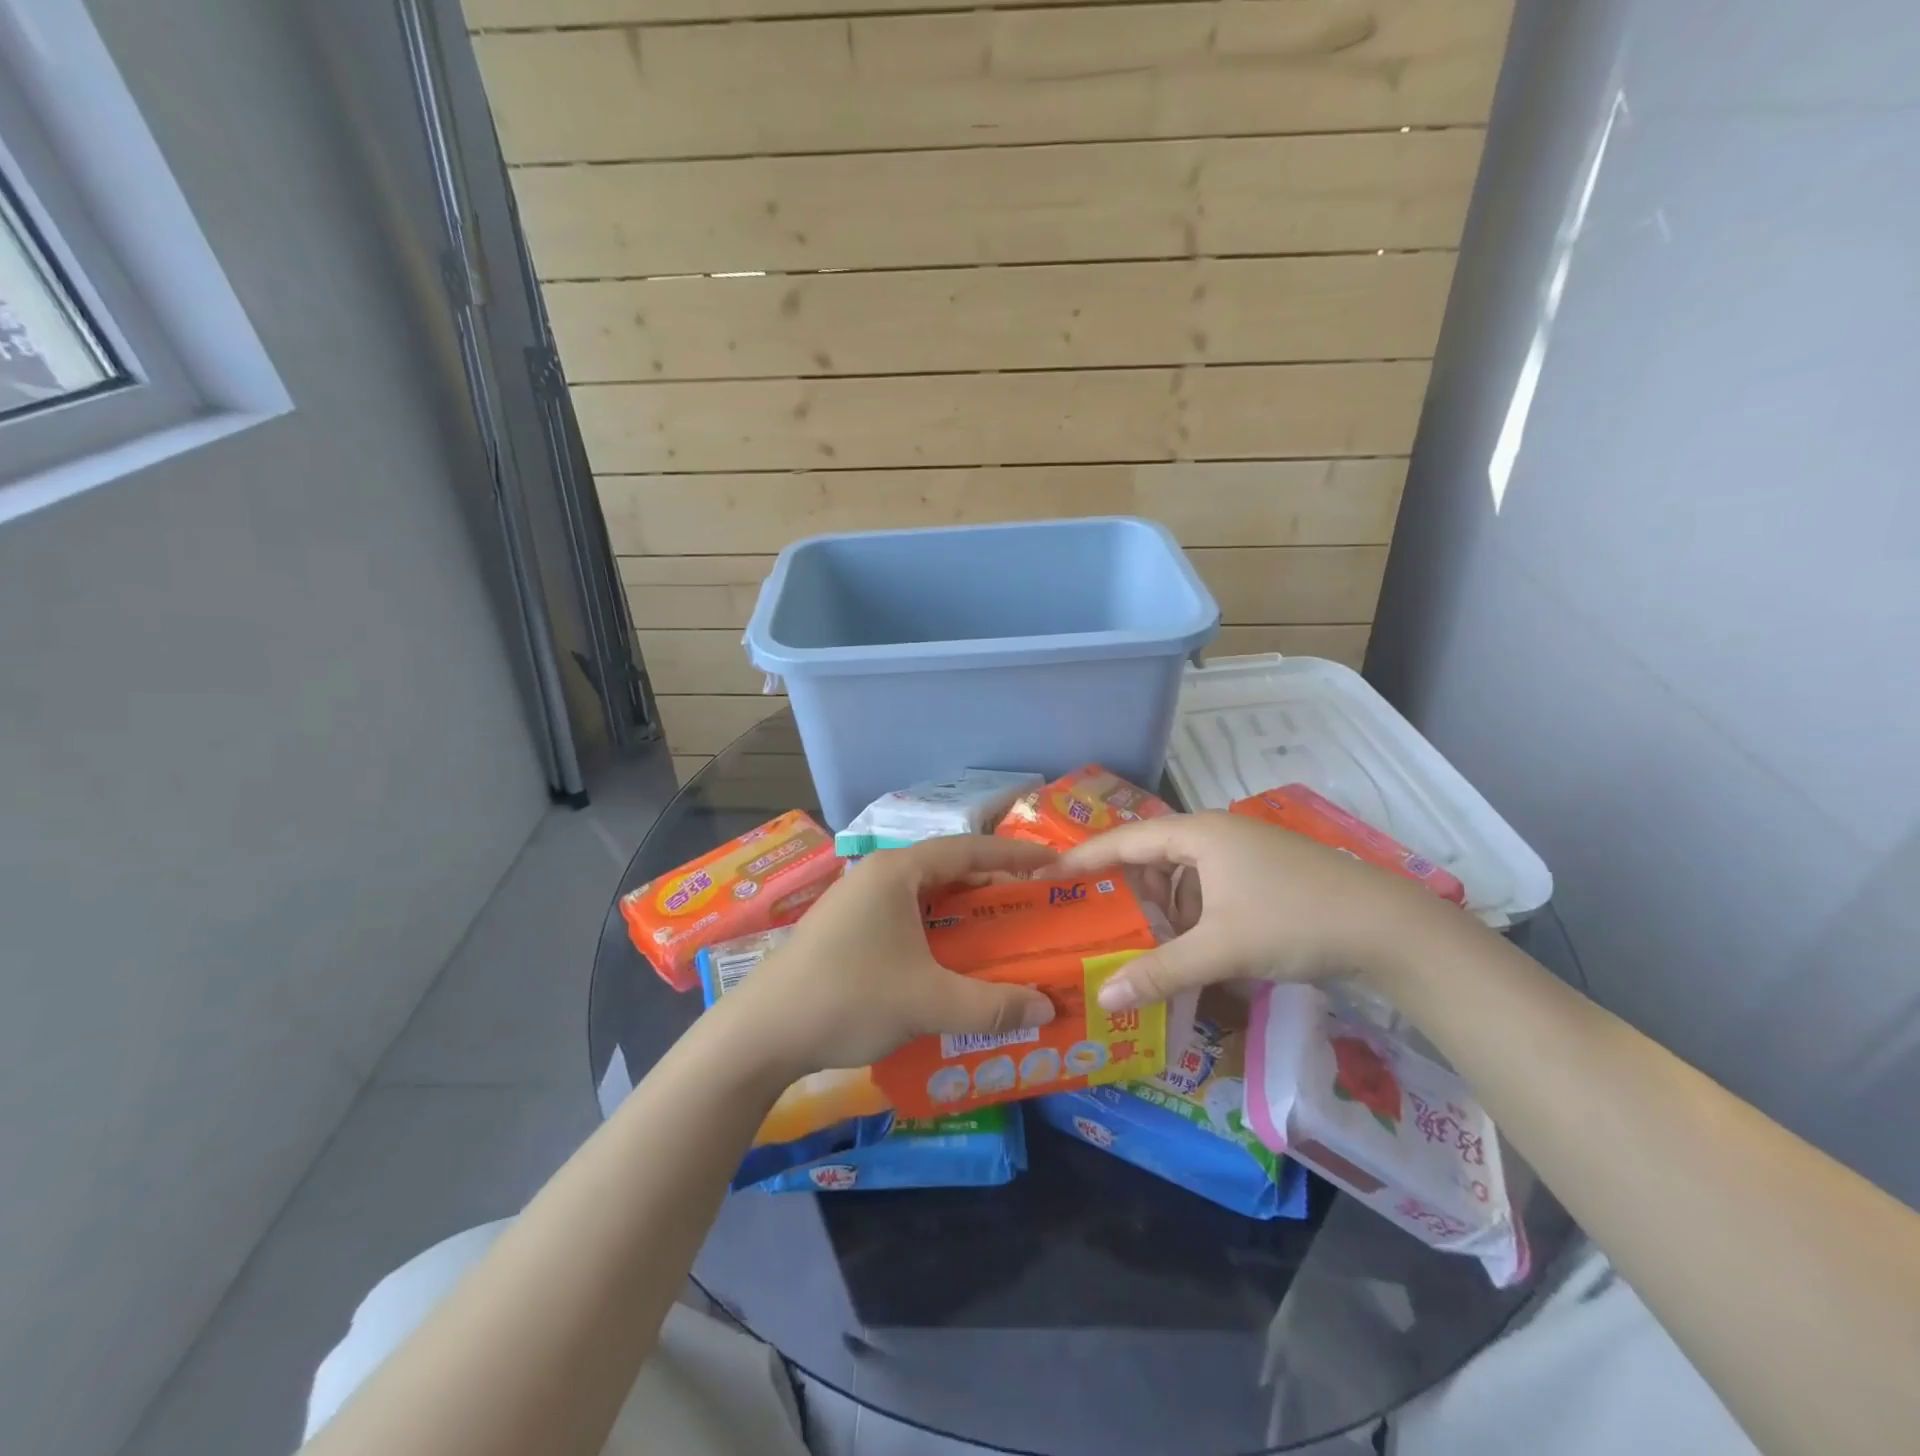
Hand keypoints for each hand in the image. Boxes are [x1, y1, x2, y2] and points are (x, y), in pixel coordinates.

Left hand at [716, 835, 1059, 1077]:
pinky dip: (936, 932)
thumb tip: (1046, 1006)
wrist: (761, 1033)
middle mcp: (878, 876)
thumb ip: (991, 1005)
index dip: (1014, 857)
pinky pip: (905, 919)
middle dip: (991, 887)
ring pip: (925, 897)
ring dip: (962, 913)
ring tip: (1000, 935)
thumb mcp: (926, 1002)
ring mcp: (857, 901)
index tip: (1053, 866)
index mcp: (898, 872)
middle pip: (947, 870)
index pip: (968, 850)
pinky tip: (950, 962)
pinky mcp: (846, 929)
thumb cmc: (847, 998)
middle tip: (1032, 907)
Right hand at [1053, 811, 1467, 1011]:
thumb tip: (1104, 996)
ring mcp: (1244, 853)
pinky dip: (1195, 917)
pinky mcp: (1265, 875)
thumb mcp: (1221, 948)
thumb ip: (1160, 971)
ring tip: (1148, 946)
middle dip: (1128, 892)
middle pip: (1153, 857)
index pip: (1123, 840)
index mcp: (1197, 834)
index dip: (1084, 859)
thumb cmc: (1294, 920)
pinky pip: (1210, 890)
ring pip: (1184, 877)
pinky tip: (1197, 951)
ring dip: (1164, 910)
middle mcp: (1216, 834)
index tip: (1048, 876)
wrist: (1391, 928)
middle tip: (1099, 923)